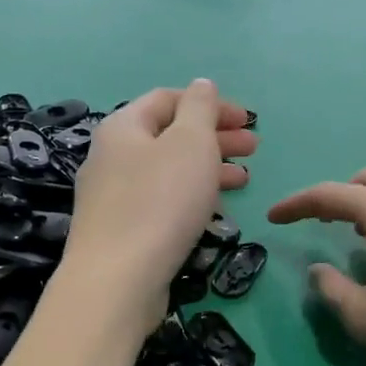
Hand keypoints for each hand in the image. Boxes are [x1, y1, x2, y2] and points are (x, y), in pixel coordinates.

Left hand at [62, 80, 255, 335]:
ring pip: (168, 170)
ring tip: (244, 180)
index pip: (169, 98)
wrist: (118, 280)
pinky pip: (160, 199)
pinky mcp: (120, 229)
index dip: (211, 104)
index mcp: (124, 126)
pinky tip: (213, 208)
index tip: (248, 121)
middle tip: (254, 150)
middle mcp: (112, 154)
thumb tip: (202, 85)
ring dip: (208, 168)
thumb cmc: (161, 202)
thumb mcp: (191, 143)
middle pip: (169, 135)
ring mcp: (112, 194)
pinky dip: (190, 195)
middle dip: (215, 137)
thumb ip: (200, 109)